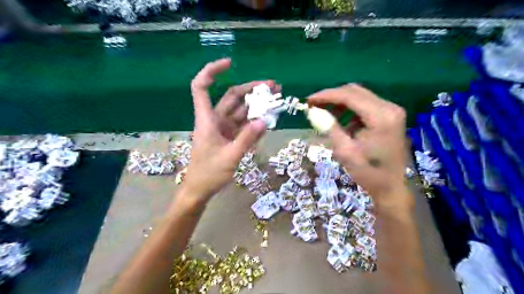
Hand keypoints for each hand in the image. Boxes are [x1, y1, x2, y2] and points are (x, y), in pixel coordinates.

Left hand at [182, 58, 277, 202]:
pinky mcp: (230, 137)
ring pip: (241, 110)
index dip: (212, 72)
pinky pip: (244, 124)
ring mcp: (224, 128)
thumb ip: (247, 139)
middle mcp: (215, 120)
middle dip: (252, 89)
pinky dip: (255, 121)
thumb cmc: (208, 174)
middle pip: (232, 97)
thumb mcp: (230, 157)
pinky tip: (268, 119)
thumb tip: (264, 121)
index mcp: (207, 120)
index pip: (202, 87)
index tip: (230, 63)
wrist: (200, 190)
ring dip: (257, 104)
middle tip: (273, 86)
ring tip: (276, 98)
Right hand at [308, 83, 408, 204]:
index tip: (308, 100)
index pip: (350, 96)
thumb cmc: (369, 173)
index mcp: (381, 116)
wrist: (392, 187)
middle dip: (332, 97)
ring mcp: (391, 111)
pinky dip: (349, 110)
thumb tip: (312, 111)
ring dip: (340, 103)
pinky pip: (365, 105)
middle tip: (314, 105)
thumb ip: (329, 128)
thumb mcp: (345, 151)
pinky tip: (340, 122)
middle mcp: (389, 108)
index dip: (326, 95)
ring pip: (359, 96)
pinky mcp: (389, 116)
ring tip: (323, 114)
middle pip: (355, 91)